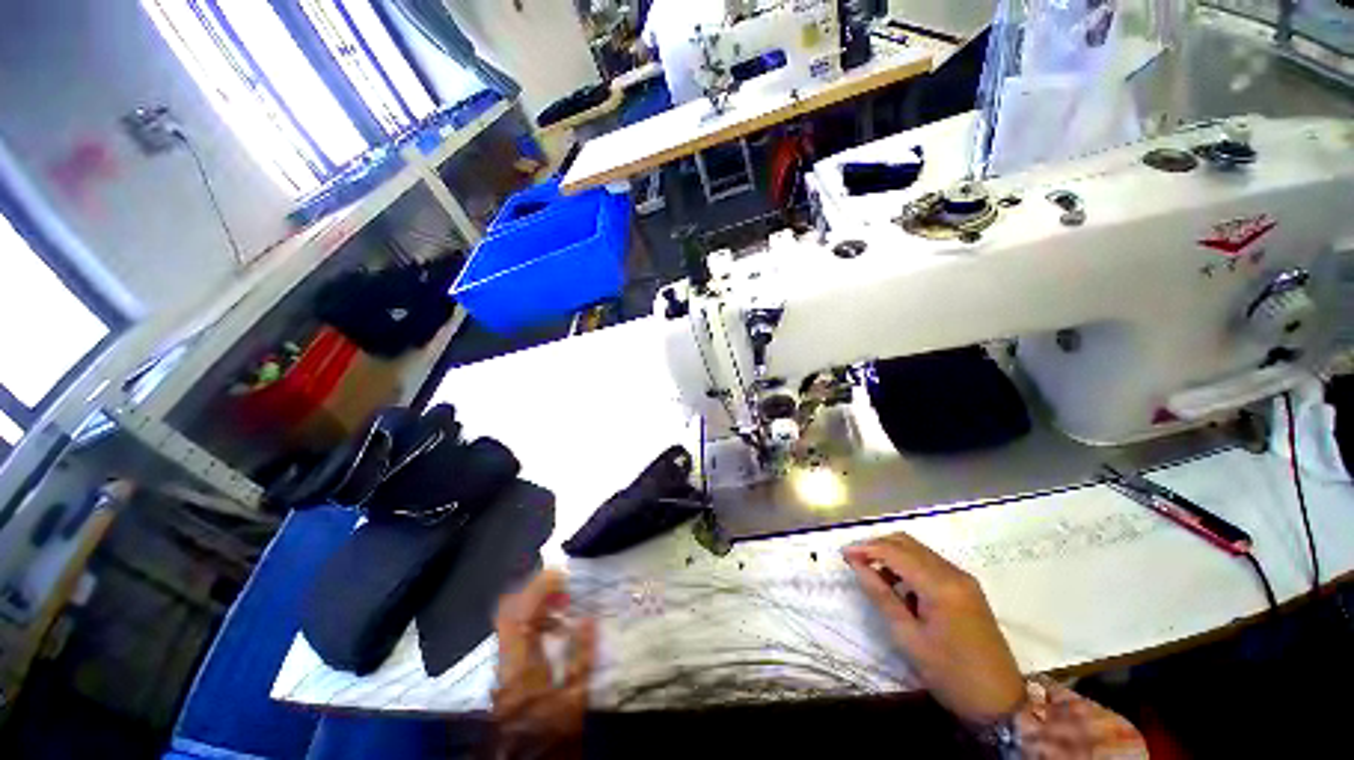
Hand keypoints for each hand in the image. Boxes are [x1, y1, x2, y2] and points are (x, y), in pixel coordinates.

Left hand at [492, 569, 596, 754]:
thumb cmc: (552, 730)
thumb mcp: (576, 697)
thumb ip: (582, 656)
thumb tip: (588, 617)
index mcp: (520, 664)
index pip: (518, 613)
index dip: (537, 588)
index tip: (561, 574)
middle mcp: (506, 658)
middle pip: (508, 611)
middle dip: (535, 590)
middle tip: (563, 585)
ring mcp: (505, 662)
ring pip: (512, 619)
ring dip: (537, 603)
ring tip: (564, 603)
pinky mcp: (509, 668)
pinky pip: (518, 631)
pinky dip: (536, 619)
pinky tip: (557, 627)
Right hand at [843, 532, 1024, 725]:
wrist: (1001, 702)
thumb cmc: (950, 674)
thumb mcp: (908, 638)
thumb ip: (881, 596)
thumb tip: (857, 565)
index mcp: (940, 585)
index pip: (895, 552)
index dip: (865, 548)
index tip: (843, 554)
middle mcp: (953, 573)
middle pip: (907, 543)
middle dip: (877, 546)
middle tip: (855, 561)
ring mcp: (963, 578)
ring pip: (918, 550)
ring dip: (892, 553)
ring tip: (872, 573)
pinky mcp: (967, 587)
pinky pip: (930, 563)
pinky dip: (908, 564)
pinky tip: (897, 583)